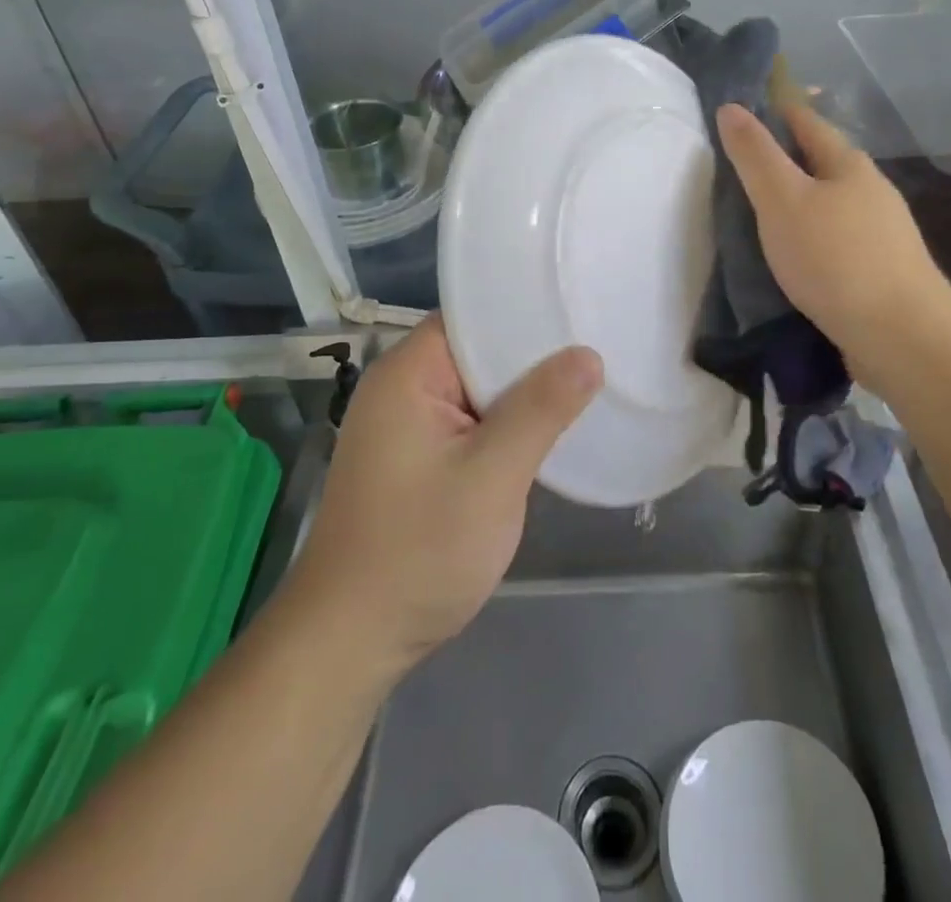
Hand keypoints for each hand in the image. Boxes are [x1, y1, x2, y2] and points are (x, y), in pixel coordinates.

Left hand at [274, 315, 602, 683]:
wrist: (352, 641)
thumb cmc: (419, 551)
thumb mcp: (491, 478)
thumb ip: (540, 411)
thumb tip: (588, 355)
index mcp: (408, 373)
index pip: (472, 316)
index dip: (524, 311)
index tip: (579, 309)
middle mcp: (402, 387)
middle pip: (477, 350)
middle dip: (532, 353)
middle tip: (598, 342)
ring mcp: (407, 425)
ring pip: (478, 389)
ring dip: (522, 392)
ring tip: (587, 379)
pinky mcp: (417, 457)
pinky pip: (470, 420)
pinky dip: (505, 422)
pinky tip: (548, 428)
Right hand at [716, 101, 950, 385]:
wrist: (902, 336)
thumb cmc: (835, 259)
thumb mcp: (782, 200)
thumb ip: (755, 155)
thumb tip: (731, 107)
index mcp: (848, 165)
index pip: (806, 122)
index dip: (773, 112)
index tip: (740, 114)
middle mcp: (871, 191)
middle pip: (821, 163)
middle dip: (784, 161)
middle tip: (739, 170)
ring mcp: (881, 233)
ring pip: (830, 205)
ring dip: (798, 204)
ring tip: (760, 216)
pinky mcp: (881, 271)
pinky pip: (836, 241)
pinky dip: (810, 239)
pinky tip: (793, 258)